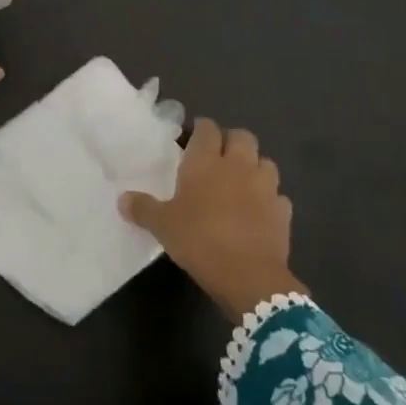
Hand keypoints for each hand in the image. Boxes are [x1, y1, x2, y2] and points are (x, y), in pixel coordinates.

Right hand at [119, 118, 305, 317]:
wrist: (248, 276)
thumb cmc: (198, 240)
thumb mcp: (162, 226)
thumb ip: (143, 209)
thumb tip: (122, 199)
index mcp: (205, 161)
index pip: (207, 129)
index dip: (201, 129)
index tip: (193, 136)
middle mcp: (238, 166)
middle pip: (242, 137)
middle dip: (231, 141)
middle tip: (217, 156)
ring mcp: (265, 187)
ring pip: (265, 162)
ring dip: (254, 166)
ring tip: (241, 181)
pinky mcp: (283, 212)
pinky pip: (278, 196)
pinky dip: (270, 199)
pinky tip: (259, 211)